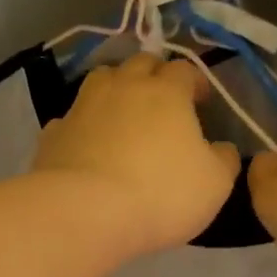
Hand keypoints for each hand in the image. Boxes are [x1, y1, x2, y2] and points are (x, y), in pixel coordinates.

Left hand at [34, 55, 241, 252]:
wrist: (85, 212)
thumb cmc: (161, 194)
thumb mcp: (214, 184)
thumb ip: (223, 160)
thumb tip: (222, 148)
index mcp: (166, 92)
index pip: (184, 70)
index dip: (195, 81)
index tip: (201, 100)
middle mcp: (122, 88)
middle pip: (140, 64)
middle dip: (154, 74)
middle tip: (162, 99)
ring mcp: (82, 107)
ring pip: (101, 80)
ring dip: (115, 88)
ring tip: (122, 111)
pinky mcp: (53, 133)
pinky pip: (70, 118)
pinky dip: (82, 124)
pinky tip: (85, 143)